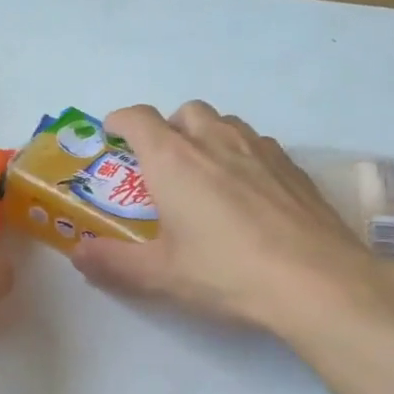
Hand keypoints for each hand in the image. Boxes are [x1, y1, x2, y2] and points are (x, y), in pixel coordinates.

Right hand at [71, 101, 367, 332]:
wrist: (314, 281)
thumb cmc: (225, 273)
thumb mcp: (160, 275)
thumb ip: (113, 262)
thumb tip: (79, 254)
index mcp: (173, 160)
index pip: (138, 119)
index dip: (120, 121)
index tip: (112, 134)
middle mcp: (215, 141)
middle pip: (184, 113)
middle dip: (167, 129)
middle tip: (162, 166)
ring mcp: (260, 149)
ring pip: (225, 123)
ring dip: (206, 137)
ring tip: (205, 176)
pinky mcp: (293, 166)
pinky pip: (257, 145)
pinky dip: (241, 156)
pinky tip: (248, 193)